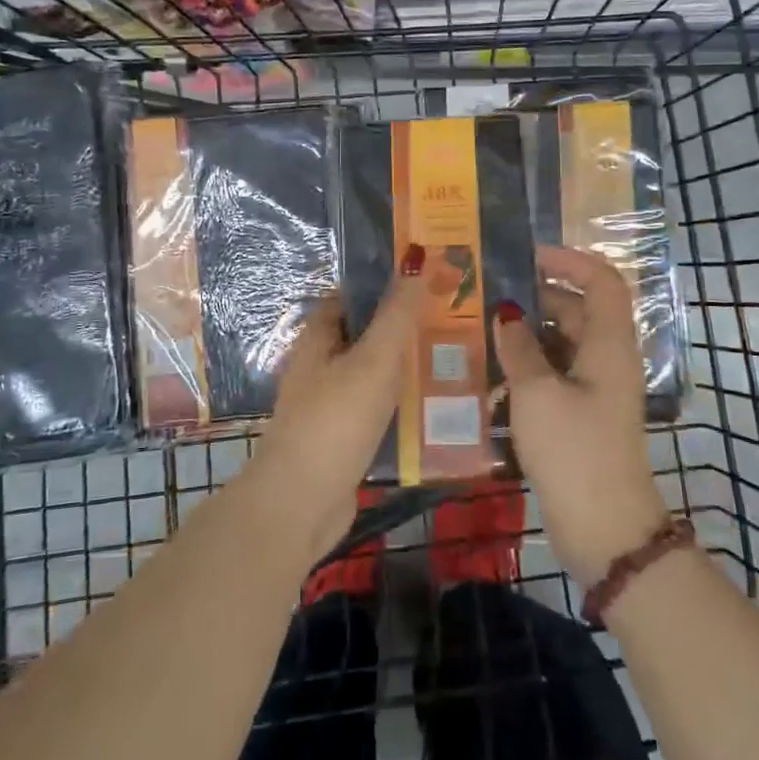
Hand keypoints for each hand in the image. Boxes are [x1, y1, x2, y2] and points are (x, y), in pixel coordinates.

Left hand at [252, 257, 426, 558]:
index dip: (387, 283)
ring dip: (408, 366)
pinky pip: (378, 407)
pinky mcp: (344, 436)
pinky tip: (437, 405)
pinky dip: (402, 402)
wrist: (301, 503)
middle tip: (456, 319)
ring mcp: (330, 402)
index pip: (353, 295)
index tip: (430, 278)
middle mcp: (321, 364)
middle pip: (367, 333)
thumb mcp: (373, 360)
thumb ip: (398, 313)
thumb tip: (417, 256)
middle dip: (406, 326)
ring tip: (458, 357)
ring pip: (375, 372)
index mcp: (319, 337)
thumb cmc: (335, 421)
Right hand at [494, 245, 665, 584]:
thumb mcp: (537, 392)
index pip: (601, 281)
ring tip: (481, 337)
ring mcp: (596, 390)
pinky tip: (491, 382)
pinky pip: (554, 376)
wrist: (604, 530)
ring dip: (525, 339)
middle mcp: (607, 360)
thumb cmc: (574, 450)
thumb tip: (507, 313)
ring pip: (560, 345)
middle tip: (488, 299)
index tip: (528, 257)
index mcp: (608, 344)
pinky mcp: (582, 416)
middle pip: (576, 311)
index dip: (569, 261)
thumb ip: (518, 347)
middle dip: (535, 300)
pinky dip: (527, 371)